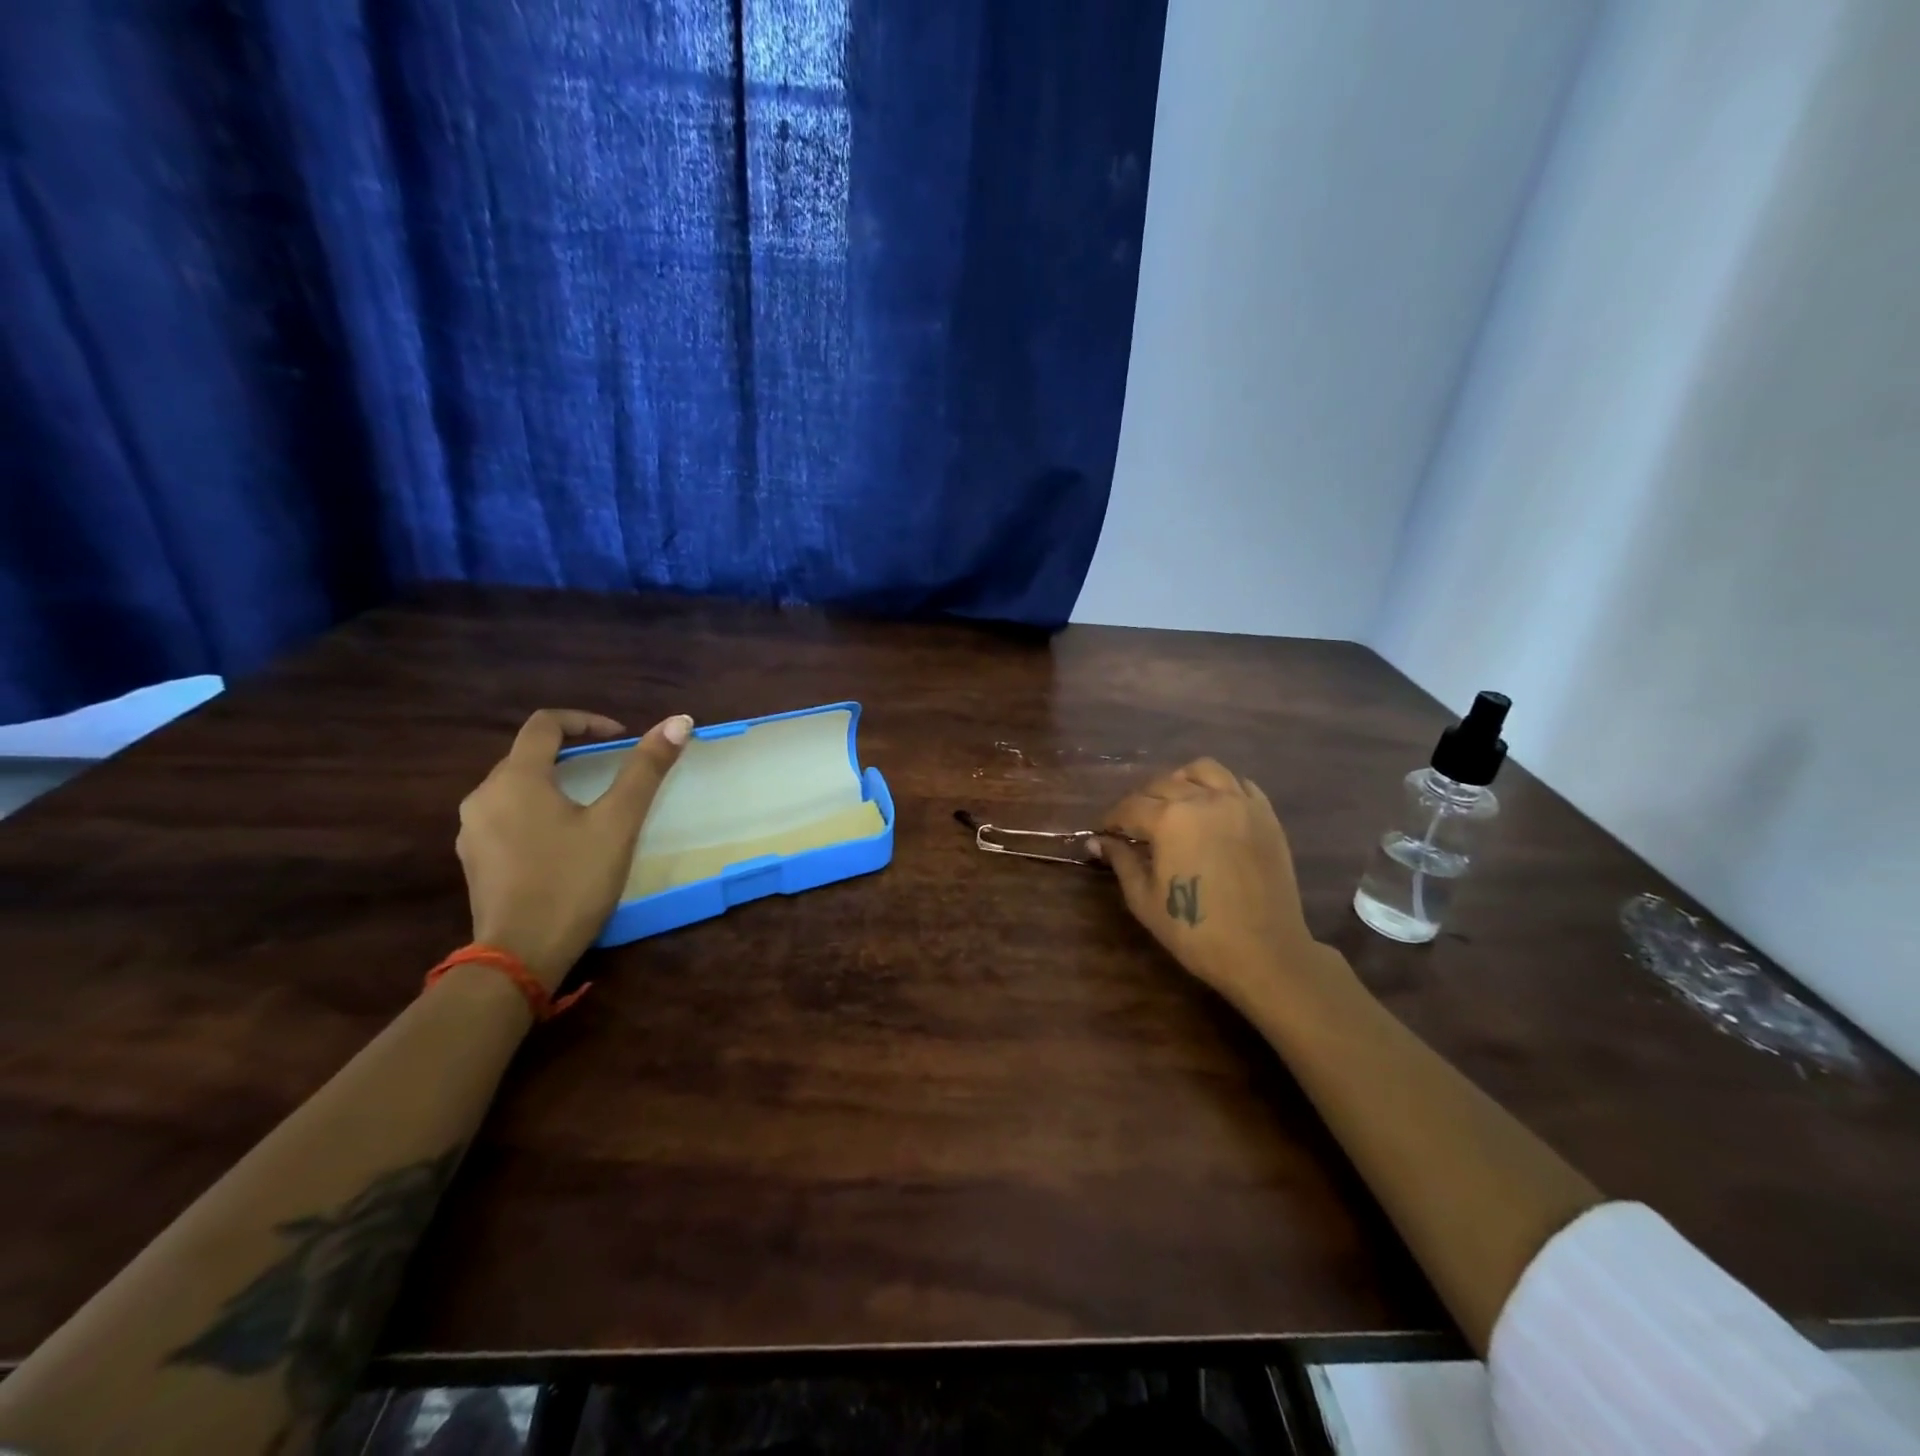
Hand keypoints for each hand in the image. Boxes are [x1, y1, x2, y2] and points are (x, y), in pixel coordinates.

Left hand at [456, 709, 690, 989]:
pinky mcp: (474, 860)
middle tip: (612, 772)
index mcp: (516, 779)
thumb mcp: (618, 823)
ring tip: (591, 807)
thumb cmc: (572, 881)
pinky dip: (537, 812)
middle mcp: (483, 796)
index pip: (545, 724)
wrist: (519, 956)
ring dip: (554, 784)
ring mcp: (472, 831)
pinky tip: (563, 842)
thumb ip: (646, 769)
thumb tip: (679, 721)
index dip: (585, 720)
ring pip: (516, 788)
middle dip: (572, 754)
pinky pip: (506, 817)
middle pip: (528, 755)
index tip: (619, 738)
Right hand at [1098, 758, 1334, 1013]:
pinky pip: (1238, 784)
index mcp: (1169, 819)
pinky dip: (1220, 788)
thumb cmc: (1196, 930)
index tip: (1104, 833)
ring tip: (1174, 803)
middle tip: (1134, 825)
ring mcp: (1239, 803)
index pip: (1130, 807)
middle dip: (1142, 800)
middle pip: (1162, 783)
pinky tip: (1212, 809)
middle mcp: (1203, 799)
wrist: (1264, 952)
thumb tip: (1098, 841)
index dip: (1112, 820)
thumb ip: (1121, 861)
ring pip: (1203, 770)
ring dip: (1181, 780)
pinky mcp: (1265, 815)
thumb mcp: (1145, 899)